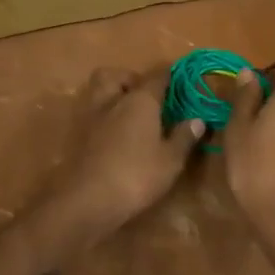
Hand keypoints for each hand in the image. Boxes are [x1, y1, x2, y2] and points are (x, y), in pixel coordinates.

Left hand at [28, 68, 203, 246]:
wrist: (87, 199)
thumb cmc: (136, 176)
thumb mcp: (170, 160)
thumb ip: (184, 137)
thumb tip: (197, 119)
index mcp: (139, 100)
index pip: (157, 76)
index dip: (169, 75)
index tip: (179, 80)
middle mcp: (112, 100)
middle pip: (116, 75)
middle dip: (130, 79)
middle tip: (146, 98)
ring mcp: (90, 116)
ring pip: (98, 91)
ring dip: (112, 95)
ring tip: (130, 116)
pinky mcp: (76, 135)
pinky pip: (91, 113)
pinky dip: (103, 117)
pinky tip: (114, 135)